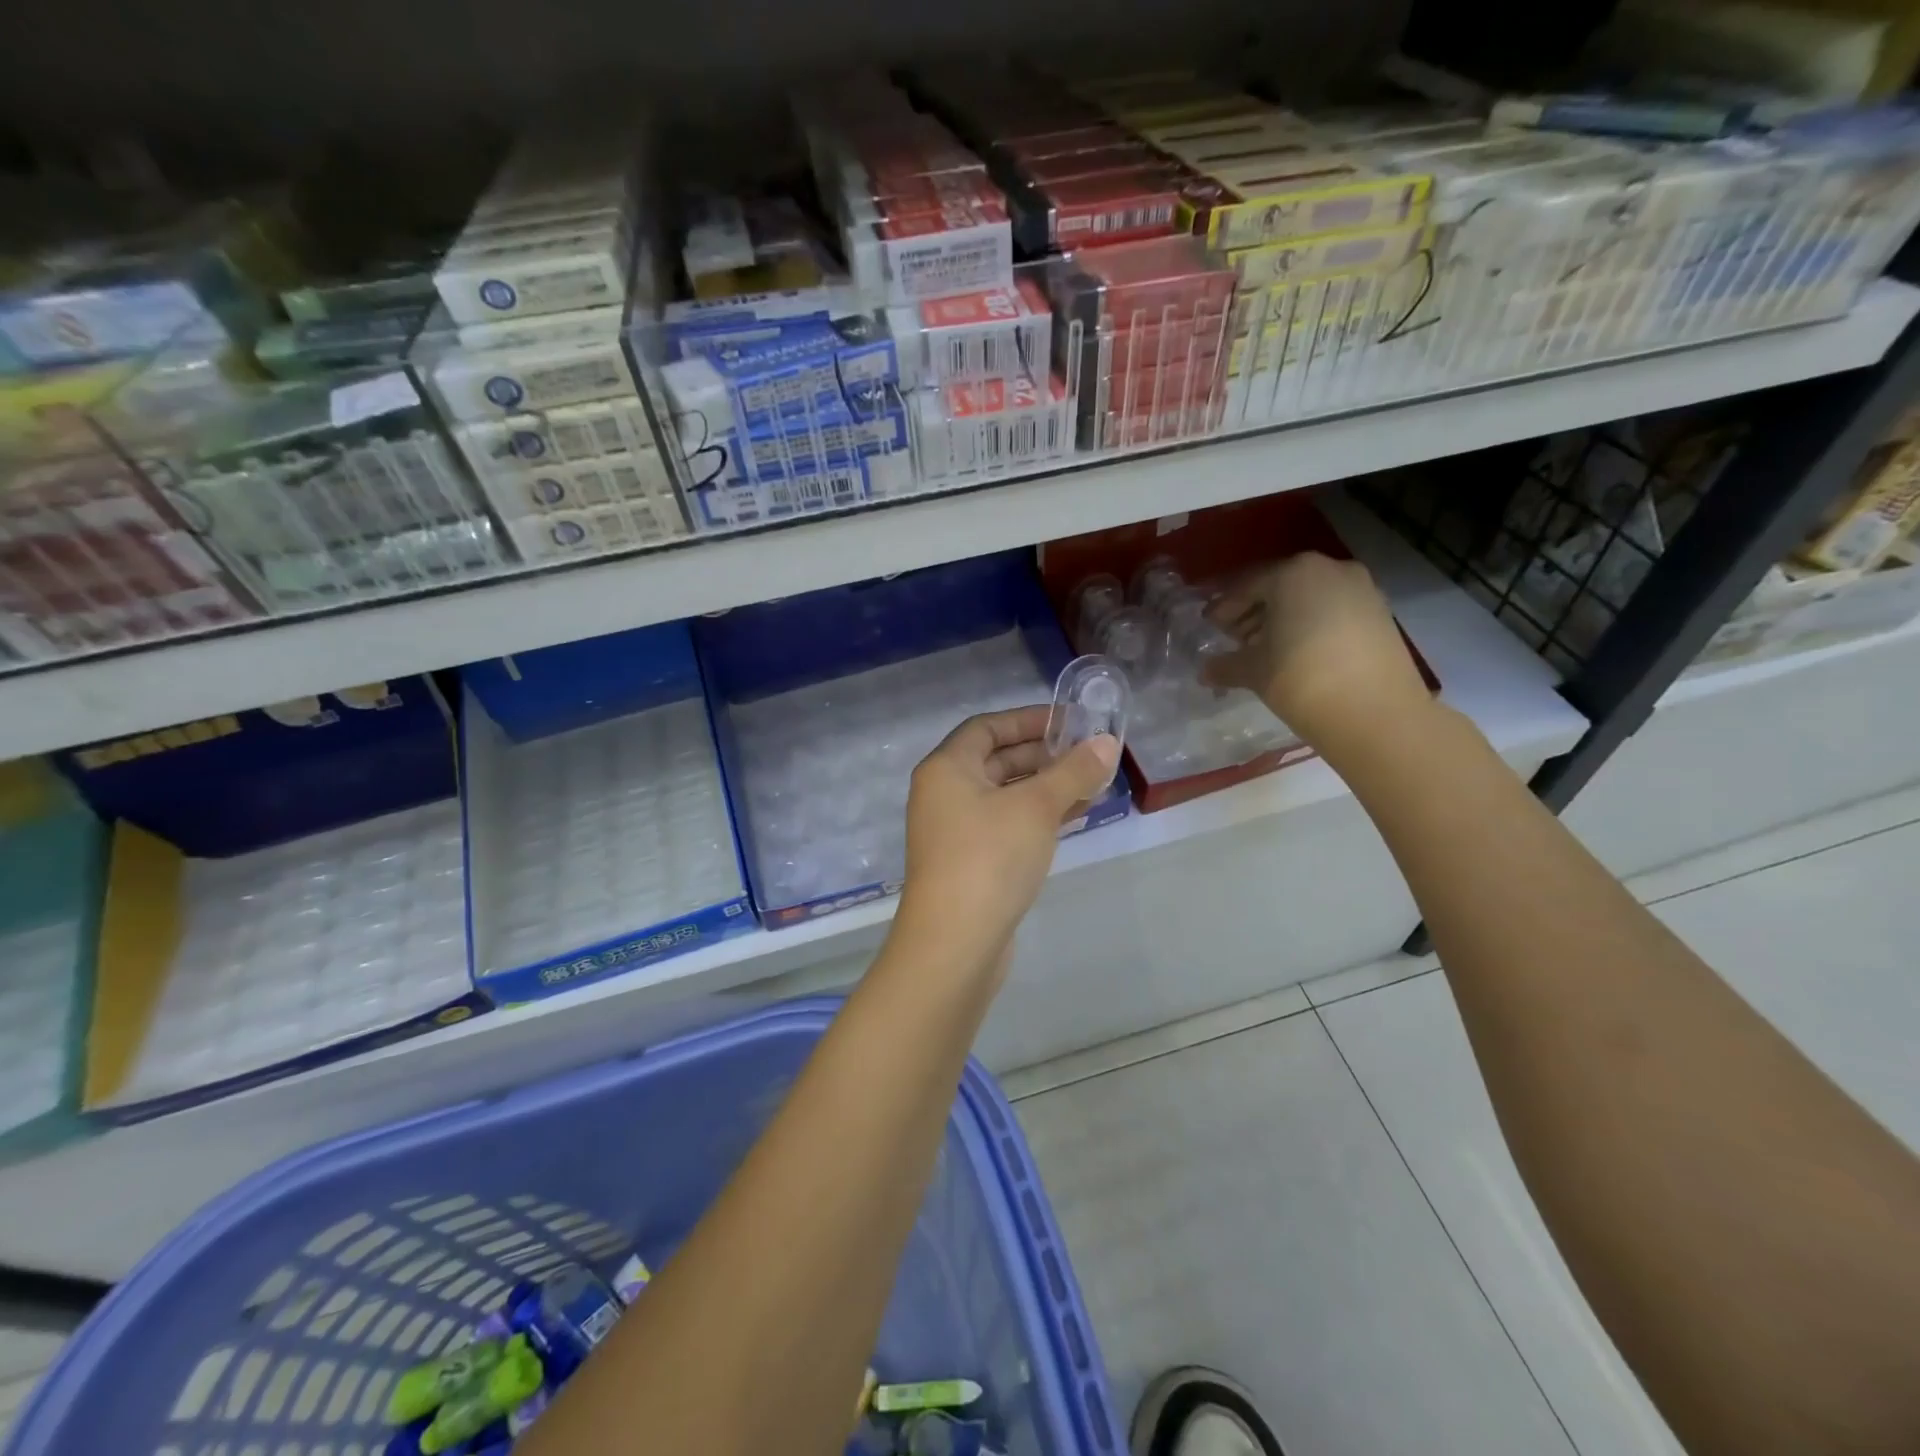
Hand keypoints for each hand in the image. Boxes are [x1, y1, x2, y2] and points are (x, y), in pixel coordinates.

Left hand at [897, 706, 1120, 965]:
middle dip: (1043, 756)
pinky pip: (1006, 824)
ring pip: (1005, 796)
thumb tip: (1106, 742)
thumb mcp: (1037, 807)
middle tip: (1088, 754)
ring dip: (1046, 788)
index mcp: (946, 768)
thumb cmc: (990, 858)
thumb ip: (1073, 772)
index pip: (986, 727)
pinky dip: (1037, 817)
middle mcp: (944, 794)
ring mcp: (954, 831)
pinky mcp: (970, 862)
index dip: (1028, 719)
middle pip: (996, 760)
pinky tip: (1074, 817)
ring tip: (1093, 784)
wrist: (955, 942)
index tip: (1069, 722)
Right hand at [1202, 552, 1432, 748]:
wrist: (1376, 713)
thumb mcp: (1253, 671)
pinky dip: (1311, 625)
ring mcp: (1361, 589)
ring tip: (1265, 650)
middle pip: (1280, 586)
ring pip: (1309, 597)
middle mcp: (1330, 569)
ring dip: (1283, 619)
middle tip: (1234, 639)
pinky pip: (1333, 610)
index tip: (1210, 627)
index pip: (1247, 585)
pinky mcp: (1380, 613)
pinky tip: (1298, 654)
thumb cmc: (1302, 679)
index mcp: (1293, 573)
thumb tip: (1205, 671)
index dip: (1224, 608)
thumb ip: (1225, 665)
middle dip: (1254, 611)